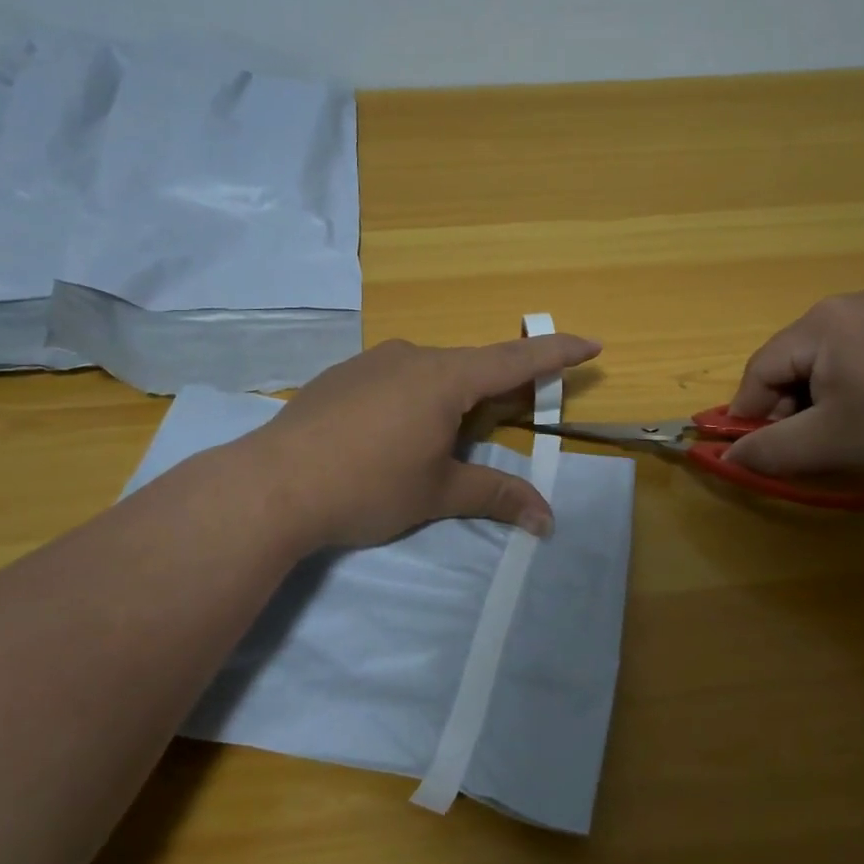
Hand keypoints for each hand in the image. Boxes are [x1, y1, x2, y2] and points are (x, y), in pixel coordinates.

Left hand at [244, 332, 601, 548]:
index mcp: (446, 378)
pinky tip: (392, 433)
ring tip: (442, 438)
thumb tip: (548, 518)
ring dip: (451, 396)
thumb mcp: (438, 493)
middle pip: (471, 366)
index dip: (557, 353)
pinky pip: (394, 378)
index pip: (516, 359)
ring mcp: (371, 362)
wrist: (272, 485)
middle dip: (498, 388)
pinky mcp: (341, 376)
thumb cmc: (368, 486)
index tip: (591, 344)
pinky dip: (413, 398)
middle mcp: (412, 357)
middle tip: (512, 414)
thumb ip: (496, 495)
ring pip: (430, 372)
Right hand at [723, 293, 863, 485]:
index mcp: (821, 322)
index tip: (757, 457)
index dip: (751, 417)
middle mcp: (845, 308)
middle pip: (791, 367)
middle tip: (811, 454)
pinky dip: (850, 398)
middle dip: (790, 414)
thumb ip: (771, 449)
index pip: (760, 371)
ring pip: (822, 369)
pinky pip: (855, 366)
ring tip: (846, 443)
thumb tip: (727, 456)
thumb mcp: (833, 443)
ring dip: (820, 410)